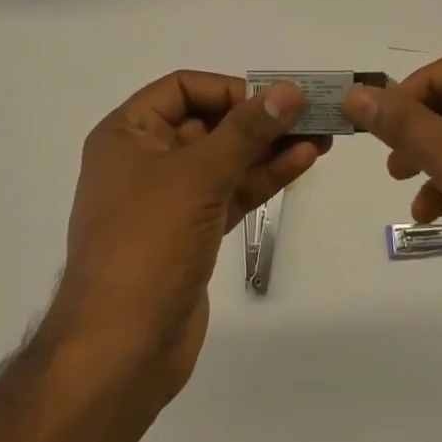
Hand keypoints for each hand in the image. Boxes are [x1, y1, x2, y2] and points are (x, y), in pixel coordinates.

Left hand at [47, 72, 325, 402]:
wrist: (120, 353)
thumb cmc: (147, 246)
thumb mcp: (197, 177)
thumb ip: (246, 131)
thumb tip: (289, 91)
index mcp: (127, 134)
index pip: (182, 89)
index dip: (228, 89)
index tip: (272, 100)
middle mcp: (146, 159)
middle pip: (209, 122)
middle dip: (259, 118)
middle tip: (311, 114)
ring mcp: (170, 199)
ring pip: (225, 159)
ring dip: (269, 147)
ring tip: (321, 136)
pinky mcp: (192, 232)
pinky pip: (231, 191)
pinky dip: (263, 177)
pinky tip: (302, 162)